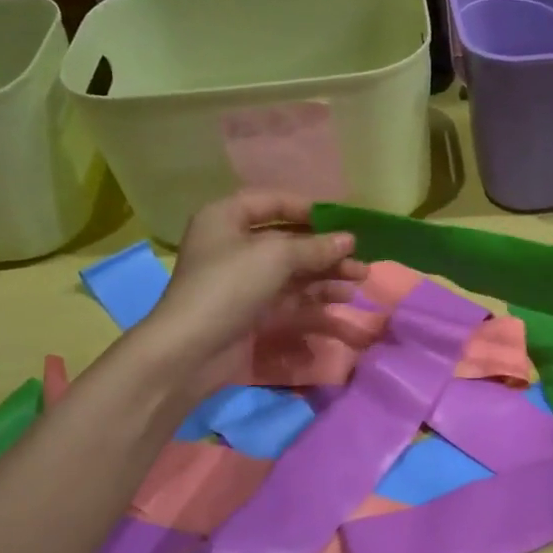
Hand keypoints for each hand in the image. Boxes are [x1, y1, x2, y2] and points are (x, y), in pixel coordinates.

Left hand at [144, 191, 365, 391]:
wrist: (192, 350)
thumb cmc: (228, 287)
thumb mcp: (275, 257)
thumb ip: (316, 247)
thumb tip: (349, 240)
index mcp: (226, 218)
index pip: (272, 202)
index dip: (308, 209)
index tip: (342, 221)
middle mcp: (234, 244)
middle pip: (288, 239)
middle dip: (325, 248)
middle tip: (360, 257)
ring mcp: (244, 280)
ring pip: (293, 270)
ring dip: (327, 273)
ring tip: (360, 279)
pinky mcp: (253, 310)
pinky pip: (291, 296)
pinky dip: (316, 295)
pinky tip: (343, 298)